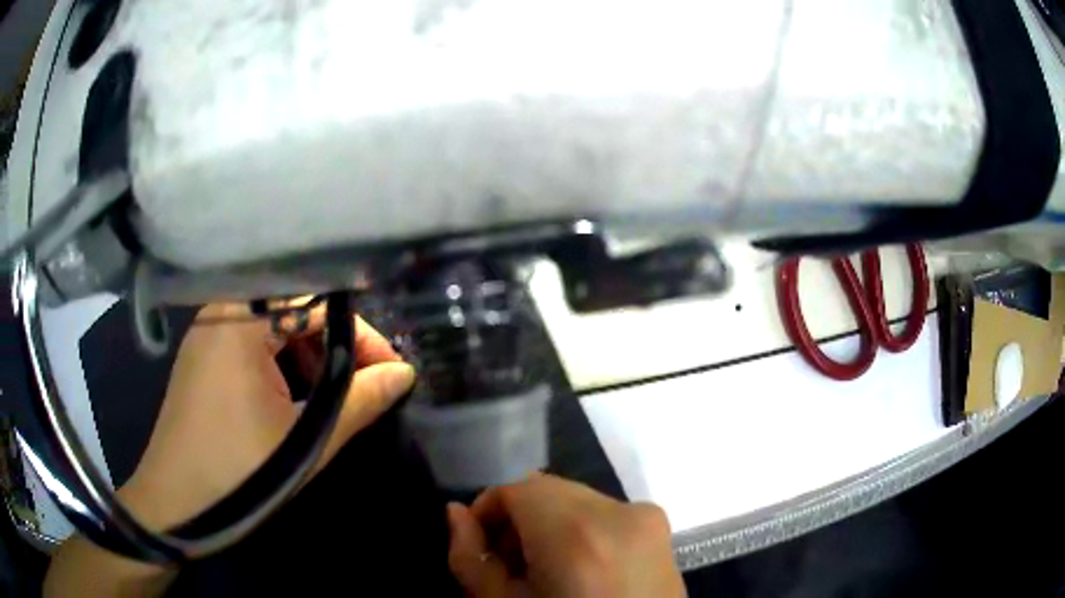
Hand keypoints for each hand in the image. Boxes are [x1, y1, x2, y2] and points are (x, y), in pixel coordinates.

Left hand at [120, 303, 415, 528]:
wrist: (173, 503)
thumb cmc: (239, 471)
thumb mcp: (306, 442)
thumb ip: (359, 402)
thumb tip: (405, 374)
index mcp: (242, 321)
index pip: (319, 304)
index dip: (361, 335)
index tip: (388, 373)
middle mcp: (221, 313)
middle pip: (295, 309)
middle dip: (335, 346)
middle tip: (364, 387)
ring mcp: (207, 334)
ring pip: (273, 328)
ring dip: (309, 357)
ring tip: (331, 398)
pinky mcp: (201, 357)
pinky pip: (250, 343)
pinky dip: (280, 364)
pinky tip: (291, 399)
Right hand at [447, 474, 684, 597]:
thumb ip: (470, 558)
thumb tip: (456, 514)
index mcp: (576, 533)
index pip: (517, 488)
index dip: (488, 510)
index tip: (480, 544)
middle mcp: (619, 513)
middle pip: (549, 491)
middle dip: (519, 518)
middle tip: (509, 563)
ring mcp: (648, 518)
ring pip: (577, 500)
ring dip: (550, 523)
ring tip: (544, 568)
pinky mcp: (663, 529)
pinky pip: (606, 513)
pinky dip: (582, 530)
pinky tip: (579, 569)